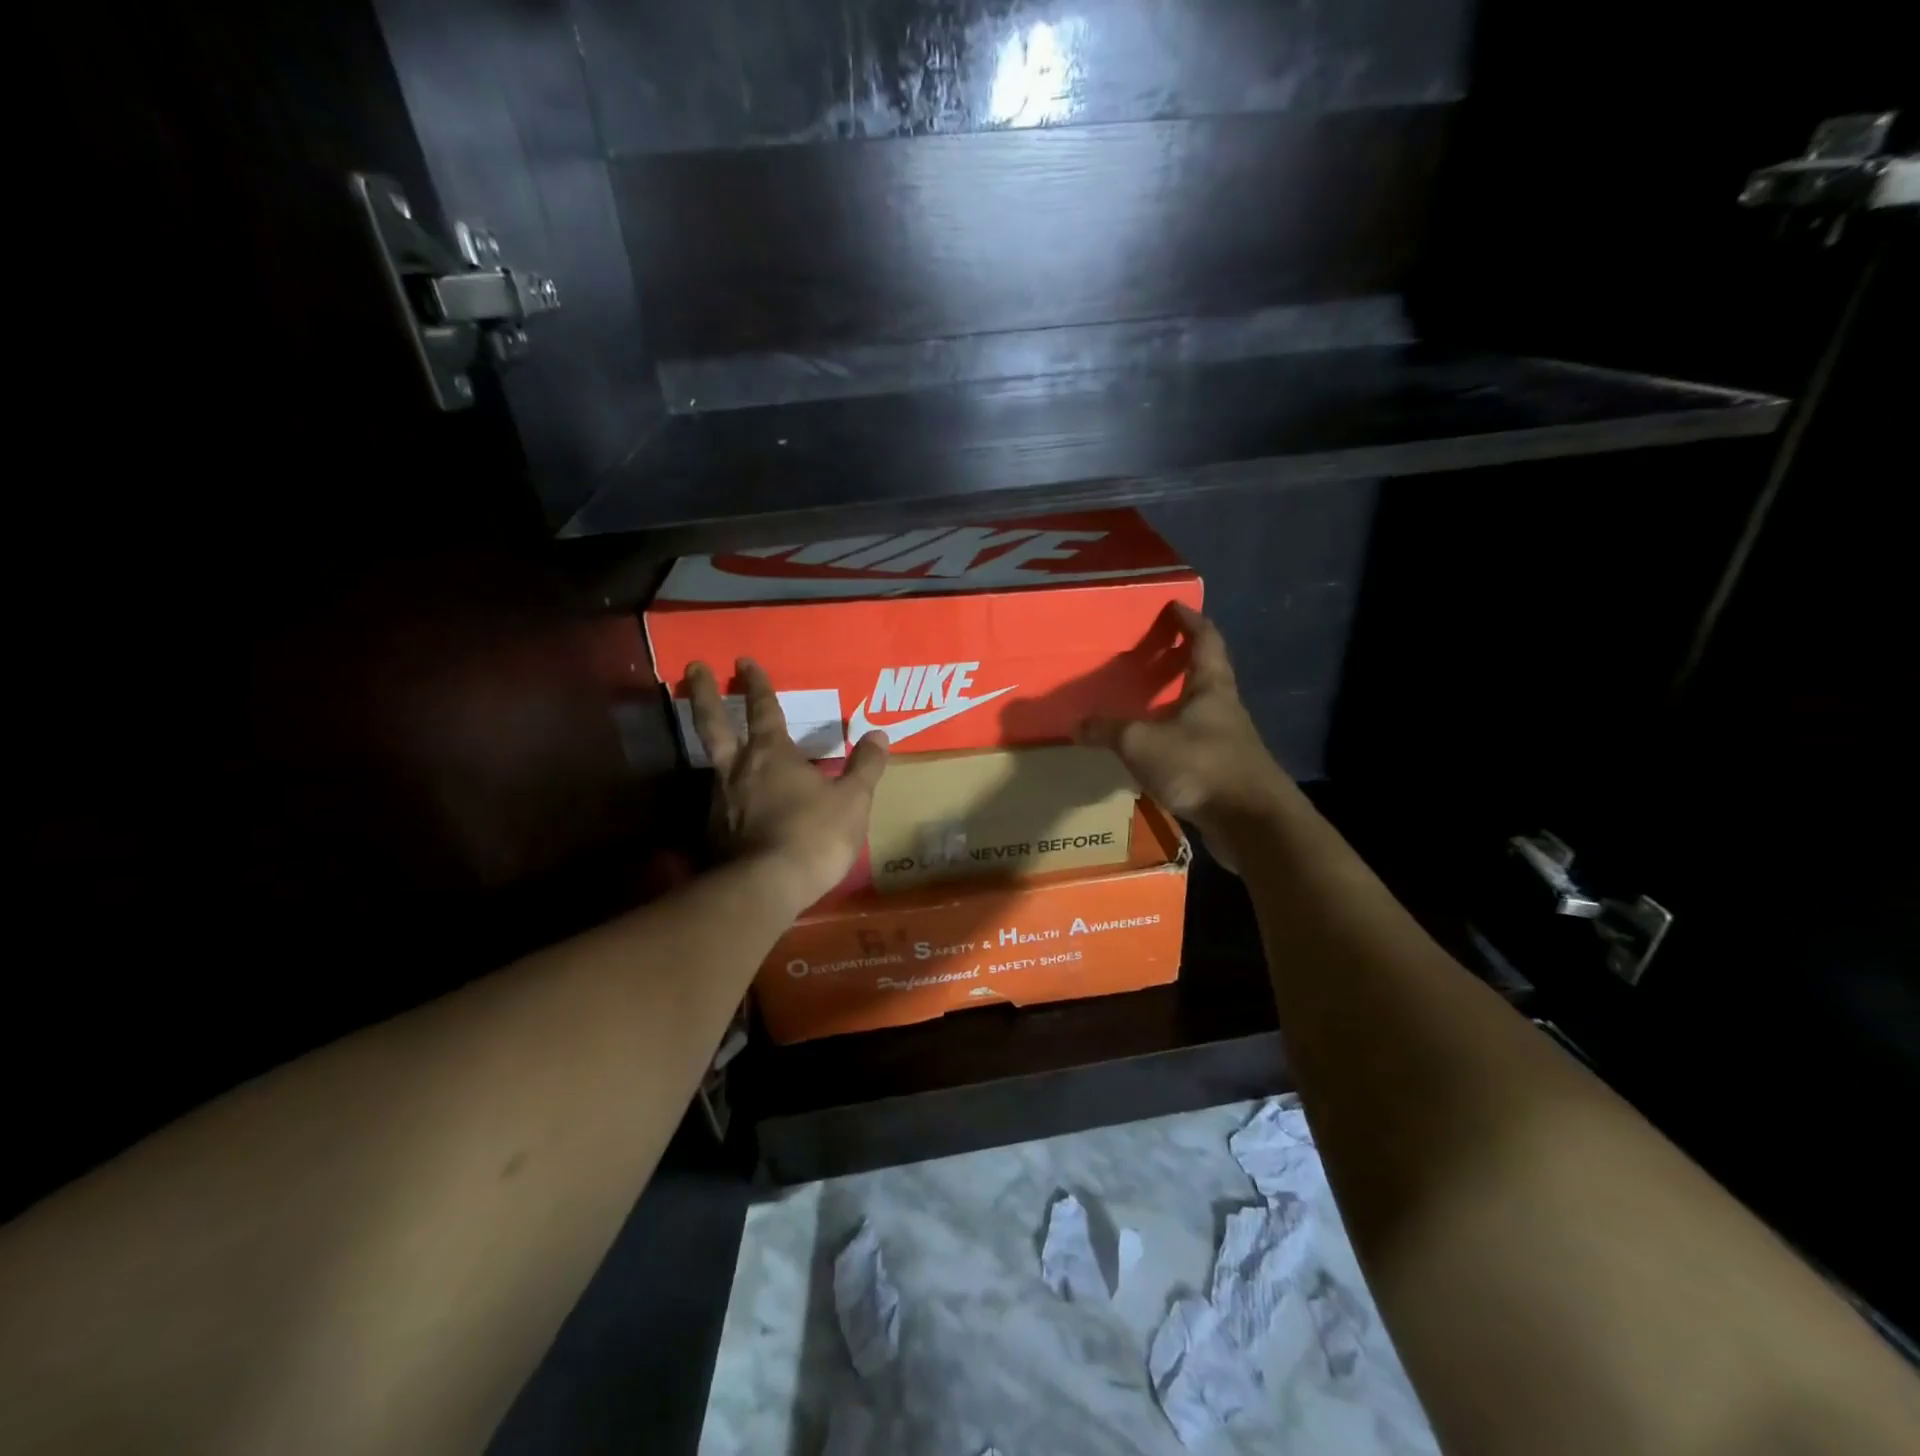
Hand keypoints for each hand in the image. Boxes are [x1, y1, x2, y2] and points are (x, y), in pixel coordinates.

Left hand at [686, 658, 889, 909]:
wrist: (767, 887)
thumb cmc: (815, 835)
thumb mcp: (852, 800)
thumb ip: (865, 766)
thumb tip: (879, 735)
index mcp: (772, 754)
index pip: (762, 709)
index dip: (756, 684)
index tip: (743, 660)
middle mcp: (738, 769)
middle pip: (714, 723)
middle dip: (705, 694)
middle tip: (694, 668)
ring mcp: (720, 801)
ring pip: (714, 764)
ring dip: (715, 747)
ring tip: (724, 746)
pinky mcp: (713, 833)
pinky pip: (720, 803)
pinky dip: (726, 795)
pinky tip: (735, 806)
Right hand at [1079, 604, 1297, 872]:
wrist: (1251, 822)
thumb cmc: (1200, 765)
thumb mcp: (1142, 743)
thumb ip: (1108, 731)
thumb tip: (1074, 724)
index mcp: (1211, 688)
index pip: (1206, 640)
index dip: (1190, 621)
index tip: (1175, 606)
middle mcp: (1225, 709)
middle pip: (1207, 674)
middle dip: (1183, 660)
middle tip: (1154, 653)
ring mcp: (1229, 743)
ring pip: (1201, 712)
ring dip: (1178, 704)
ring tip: (1147, 703)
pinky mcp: (1225, 773)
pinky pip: (1195, 745)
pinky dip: (1175, 740)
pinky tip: (1155, 752)